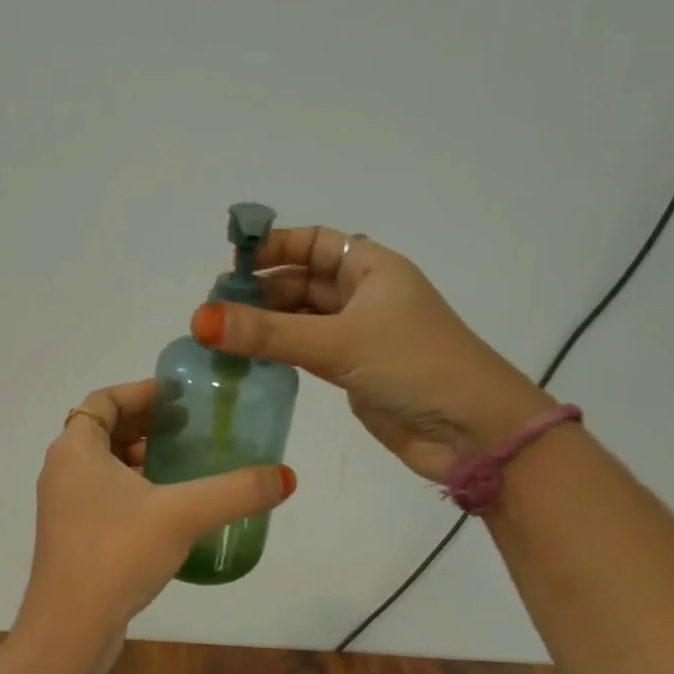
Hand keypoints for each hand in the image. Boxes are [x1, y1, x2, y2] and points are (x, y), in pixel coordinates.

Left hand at [20, 380, 296, 653]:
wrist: (70, 629)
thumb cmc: (117, 553)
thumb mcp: (183, 515)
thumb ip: (236, 491)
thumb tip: (285, 477)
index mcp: (75, 449)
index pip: (104, 399)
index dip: (142, 392)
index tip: (181, 397)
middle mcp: (63, 470)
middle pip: (105, 430)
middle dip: (148, 425)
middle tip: (192, 428)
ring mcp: (64, 506)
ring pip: (105, 466)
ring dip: (142, 459)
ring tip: (188, 465)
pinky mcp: (73, 536)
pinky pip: (105, 496)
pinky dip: (134, 490)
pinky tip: (171, 509)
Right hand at [191, 226, 550, 483]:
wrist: (473, 431)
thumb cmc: (414, 366)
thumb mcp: (337, 342)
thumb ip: (267, 332)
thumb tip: (200, 318)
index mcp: (372, 268)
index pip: (314, 242)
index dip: (274, 247)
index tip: (231, 265)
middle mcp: (365, 295)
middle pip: (302, 280)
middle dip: (261, 289)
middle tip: (213, 308)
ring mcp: (359, 335)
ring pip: (301, 318)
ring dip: (265, 323)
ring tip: (219, 334)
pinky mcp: (353, 371)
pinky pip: (306, 350)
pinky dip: (278, 351)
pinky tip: (246, 359)